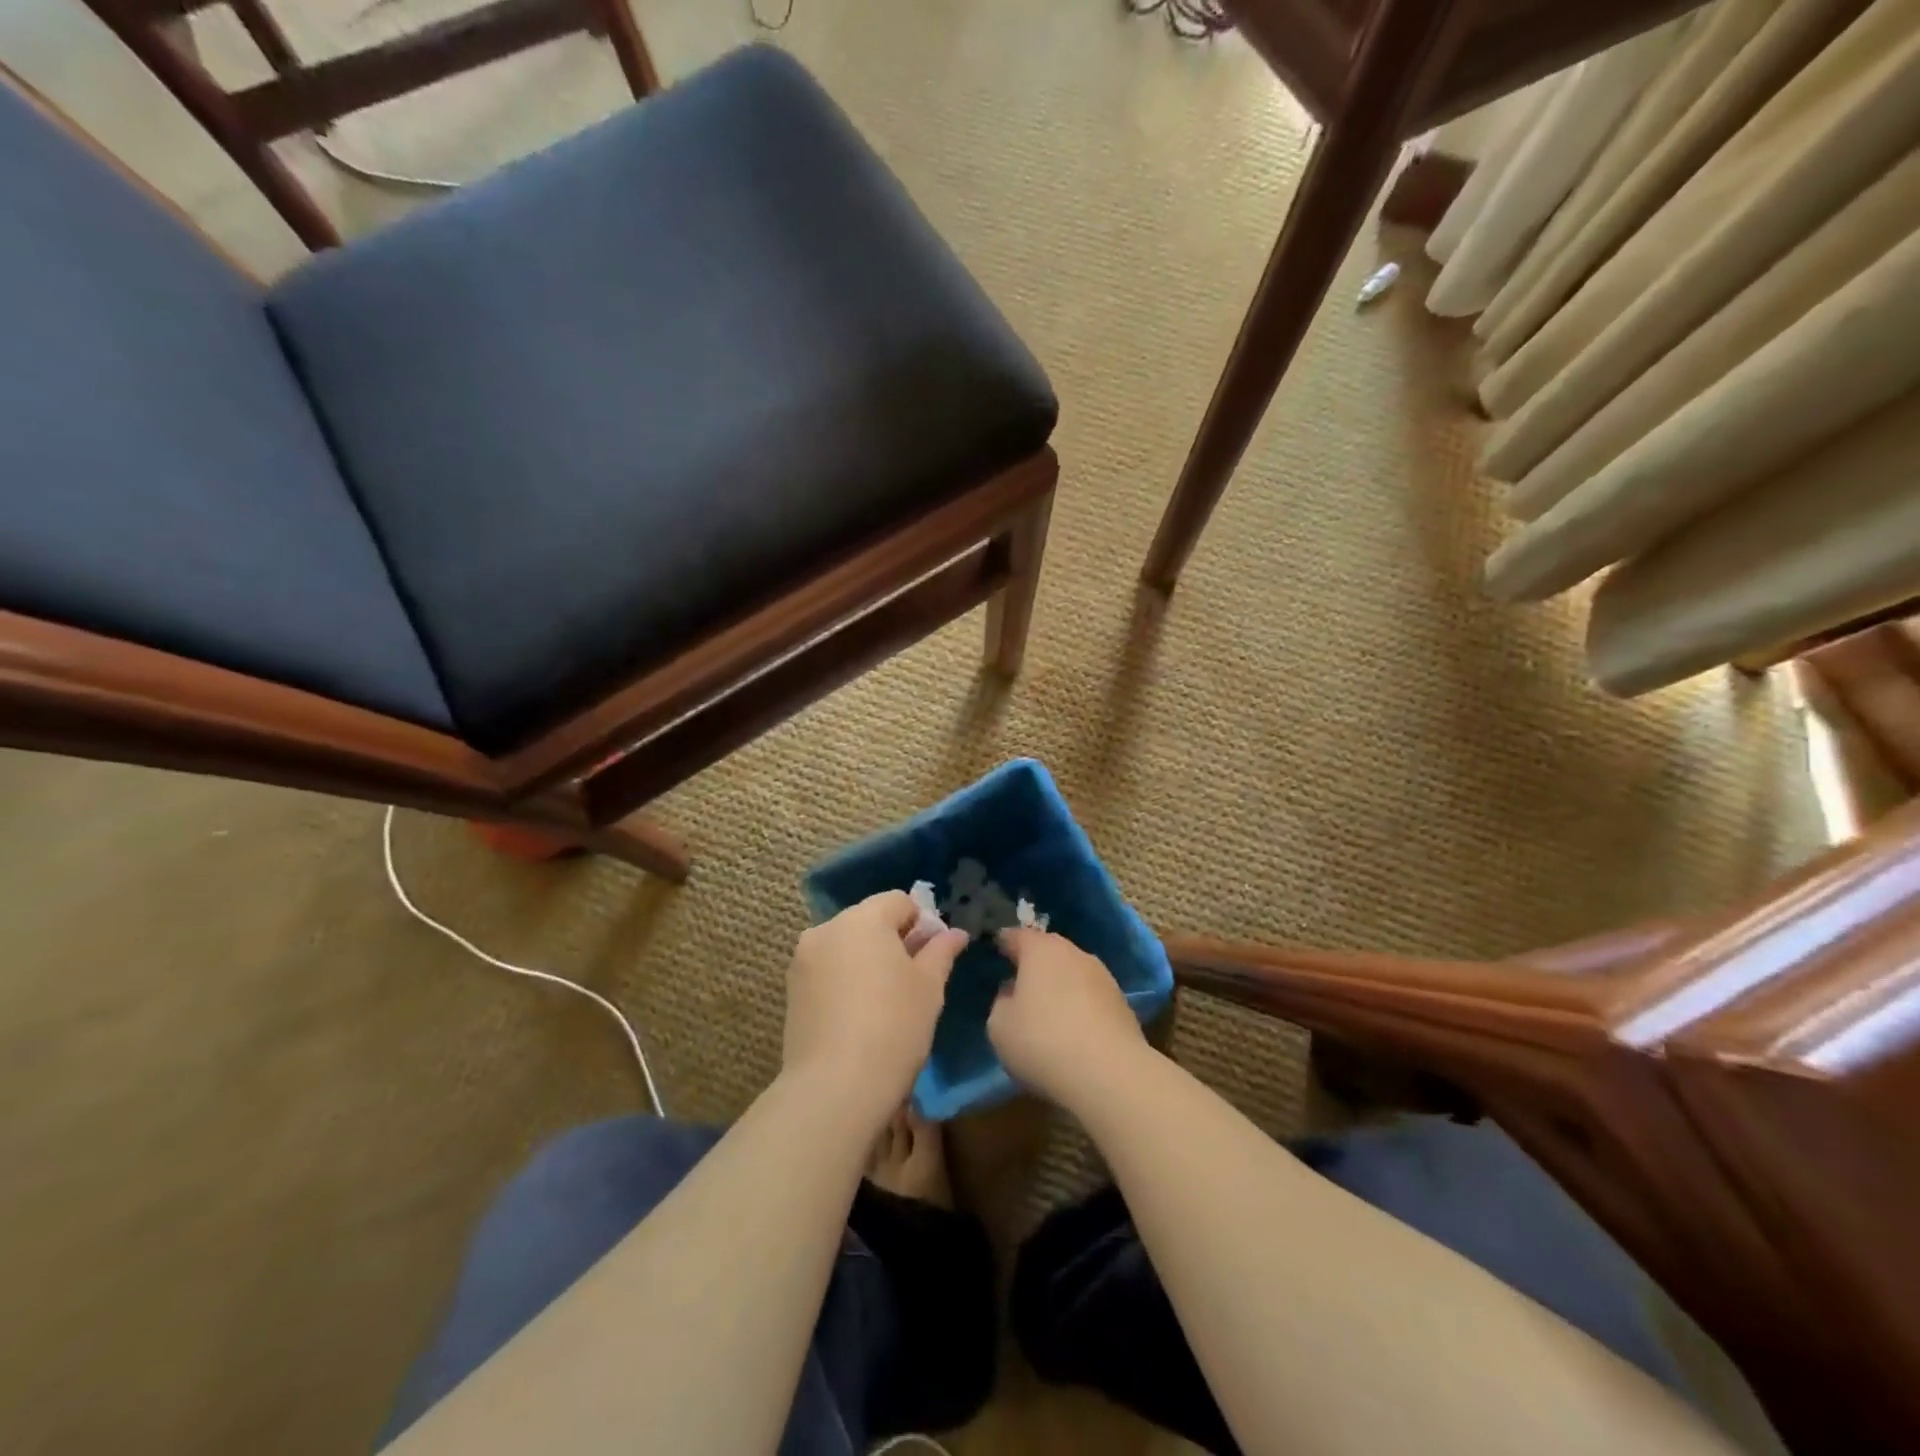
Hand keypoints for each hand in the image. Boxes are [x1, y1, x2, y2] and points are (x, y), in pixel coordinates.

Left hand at [782, 891, 968, 1122]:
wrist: (834, 1087)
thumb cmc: (894, 1027)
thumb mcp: (929, 987)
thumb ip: (941, 951)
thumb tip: (954, 933)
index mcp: (864, 919)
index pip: (899, 901)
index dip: (921, 923)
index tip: (931, 957)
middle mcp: (827, 928)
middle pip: (869, 920)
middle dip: (892, 940)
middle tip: (912, 980)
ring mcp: (803, 959)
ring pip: (846, 945)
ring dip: (866, 959)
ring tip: (883, 1000)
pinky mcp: (791, 989)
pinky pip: (826, 970)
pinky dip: (844, 979)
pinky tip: (857, 1015)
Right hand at [989, 928, 1149, 1108]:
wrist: (1111, 1073)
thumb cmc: (1043, 1042)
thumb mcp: (999, 1027)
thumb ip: (1001, 1002)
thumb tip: (1013, 994)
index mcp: (1040, 949)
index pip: (1016, 936)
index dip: (1003, 943)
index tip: (995, 952)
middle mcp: (1073, 953)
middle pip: (1048, 951)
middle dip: (1034, 964)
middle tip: (1019, 984)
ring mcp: (1103, 976)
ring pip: (1072, 972)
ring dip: (1060, 986)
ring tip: (1048, 1012)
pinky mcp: (1122, 1003)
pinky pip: (1090, 997)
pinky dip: (1080, 1006)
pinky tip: (1074, 1031)